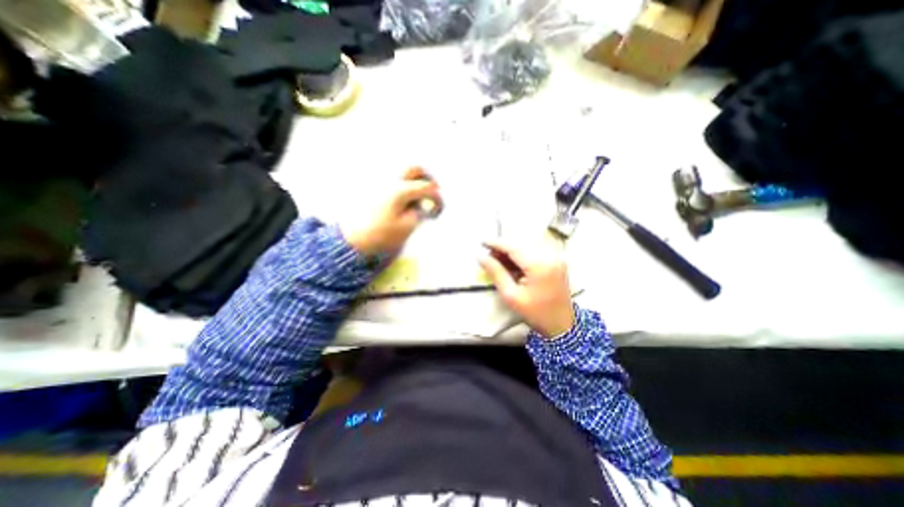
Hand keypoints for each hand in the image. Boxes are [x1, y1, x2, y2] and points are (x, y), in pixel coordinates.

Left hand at [338, 168, 440, 258]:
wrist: (354, 239)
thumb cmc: (382, 234)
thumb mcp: (407, 226)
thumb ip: (420, 212)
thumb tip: (423, 204)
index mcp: (401, 190)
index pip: (427, 188)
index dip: (437, 198)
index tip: (437, 211)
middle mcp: (391, 181)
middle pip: (414, 168)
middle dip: (427, 178)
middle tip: (432, 192)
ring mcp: (381, 182)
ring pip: (402, 171)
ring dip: (415, 179)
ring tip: (419, 196)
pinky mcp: (374, 188)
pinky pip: (393, 179)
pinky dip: (403, 184)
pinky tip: (404, 198)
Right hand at [476, 235, 575, 338]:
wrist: (562, 325)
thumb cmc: (535, 313)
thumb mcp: (511, 295)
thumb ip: (496, 273)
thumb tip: (480, 257)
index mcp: (539, 265)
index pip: (513, 247)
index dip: (496, 243)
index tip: (481, 242)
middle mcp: (550, 256)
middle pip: (521, 244)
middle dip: (503, 247)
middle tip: (488, 255)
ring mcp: (556, 257)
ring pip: (527, 246)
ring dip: (511, 250)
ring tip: (497, 260)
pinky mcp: (557, 260)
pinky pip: (535, 251)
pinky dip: (521, 254)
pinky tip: (511, 262)